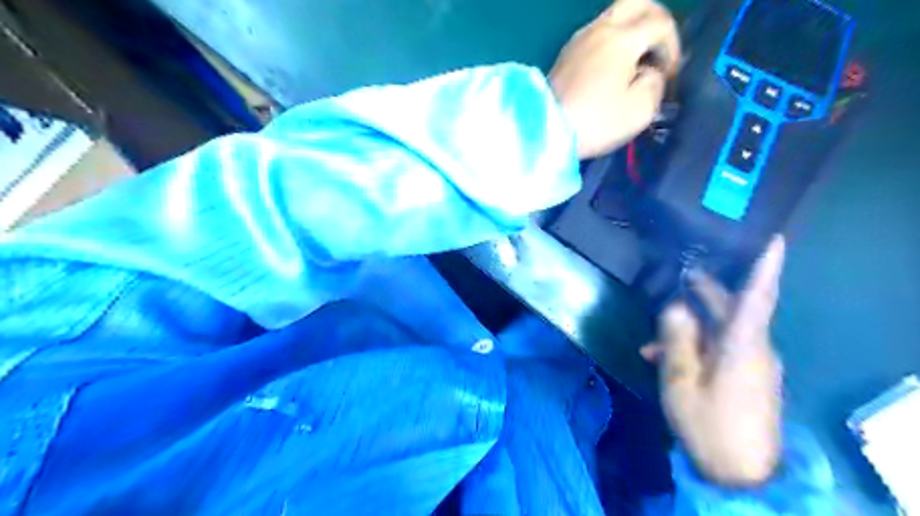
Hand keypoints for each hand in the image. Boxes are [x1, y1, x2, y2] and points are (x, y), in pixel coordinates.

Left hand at [548, 1, 676, 159]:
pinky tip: (612, 70)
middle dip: (656, 22)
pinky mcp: (565, 55)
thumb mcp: (641, 109)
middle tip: (659, 52)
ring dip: (632, 32)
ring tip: (635, 64)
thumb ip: (655, 83)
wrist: (545, 131)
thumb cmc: (596, 122)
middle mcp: (599, 29)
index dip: (673, 48)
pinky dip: (612, 42)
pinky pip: (596, 34)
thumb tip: (649, 72)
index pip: (661, 24)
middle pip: (637, 3)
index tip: (669, 77)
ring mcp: (578, 40)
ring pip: (614, 16)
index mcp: (622, 38)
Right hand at [642, 238, 786, 486]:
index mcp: (742, 346)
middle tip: (680, 273)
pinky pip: (721, 347)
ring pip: (721, 328)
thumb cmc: (708, 425)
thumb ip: (676, 339)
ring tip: (656, 332)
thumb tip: (674, 306)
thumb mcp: (681, 381)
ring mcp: (753, 363)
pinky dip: (695, 345)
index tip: (774, 237)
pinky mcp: (747, 375)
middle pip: (733, 307)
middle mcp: (755, 348)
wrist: (740, 474)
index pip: (759, 296)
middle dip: (705, 290)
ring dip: (690, 324)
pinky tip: (662, 355)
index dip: (766, 266)